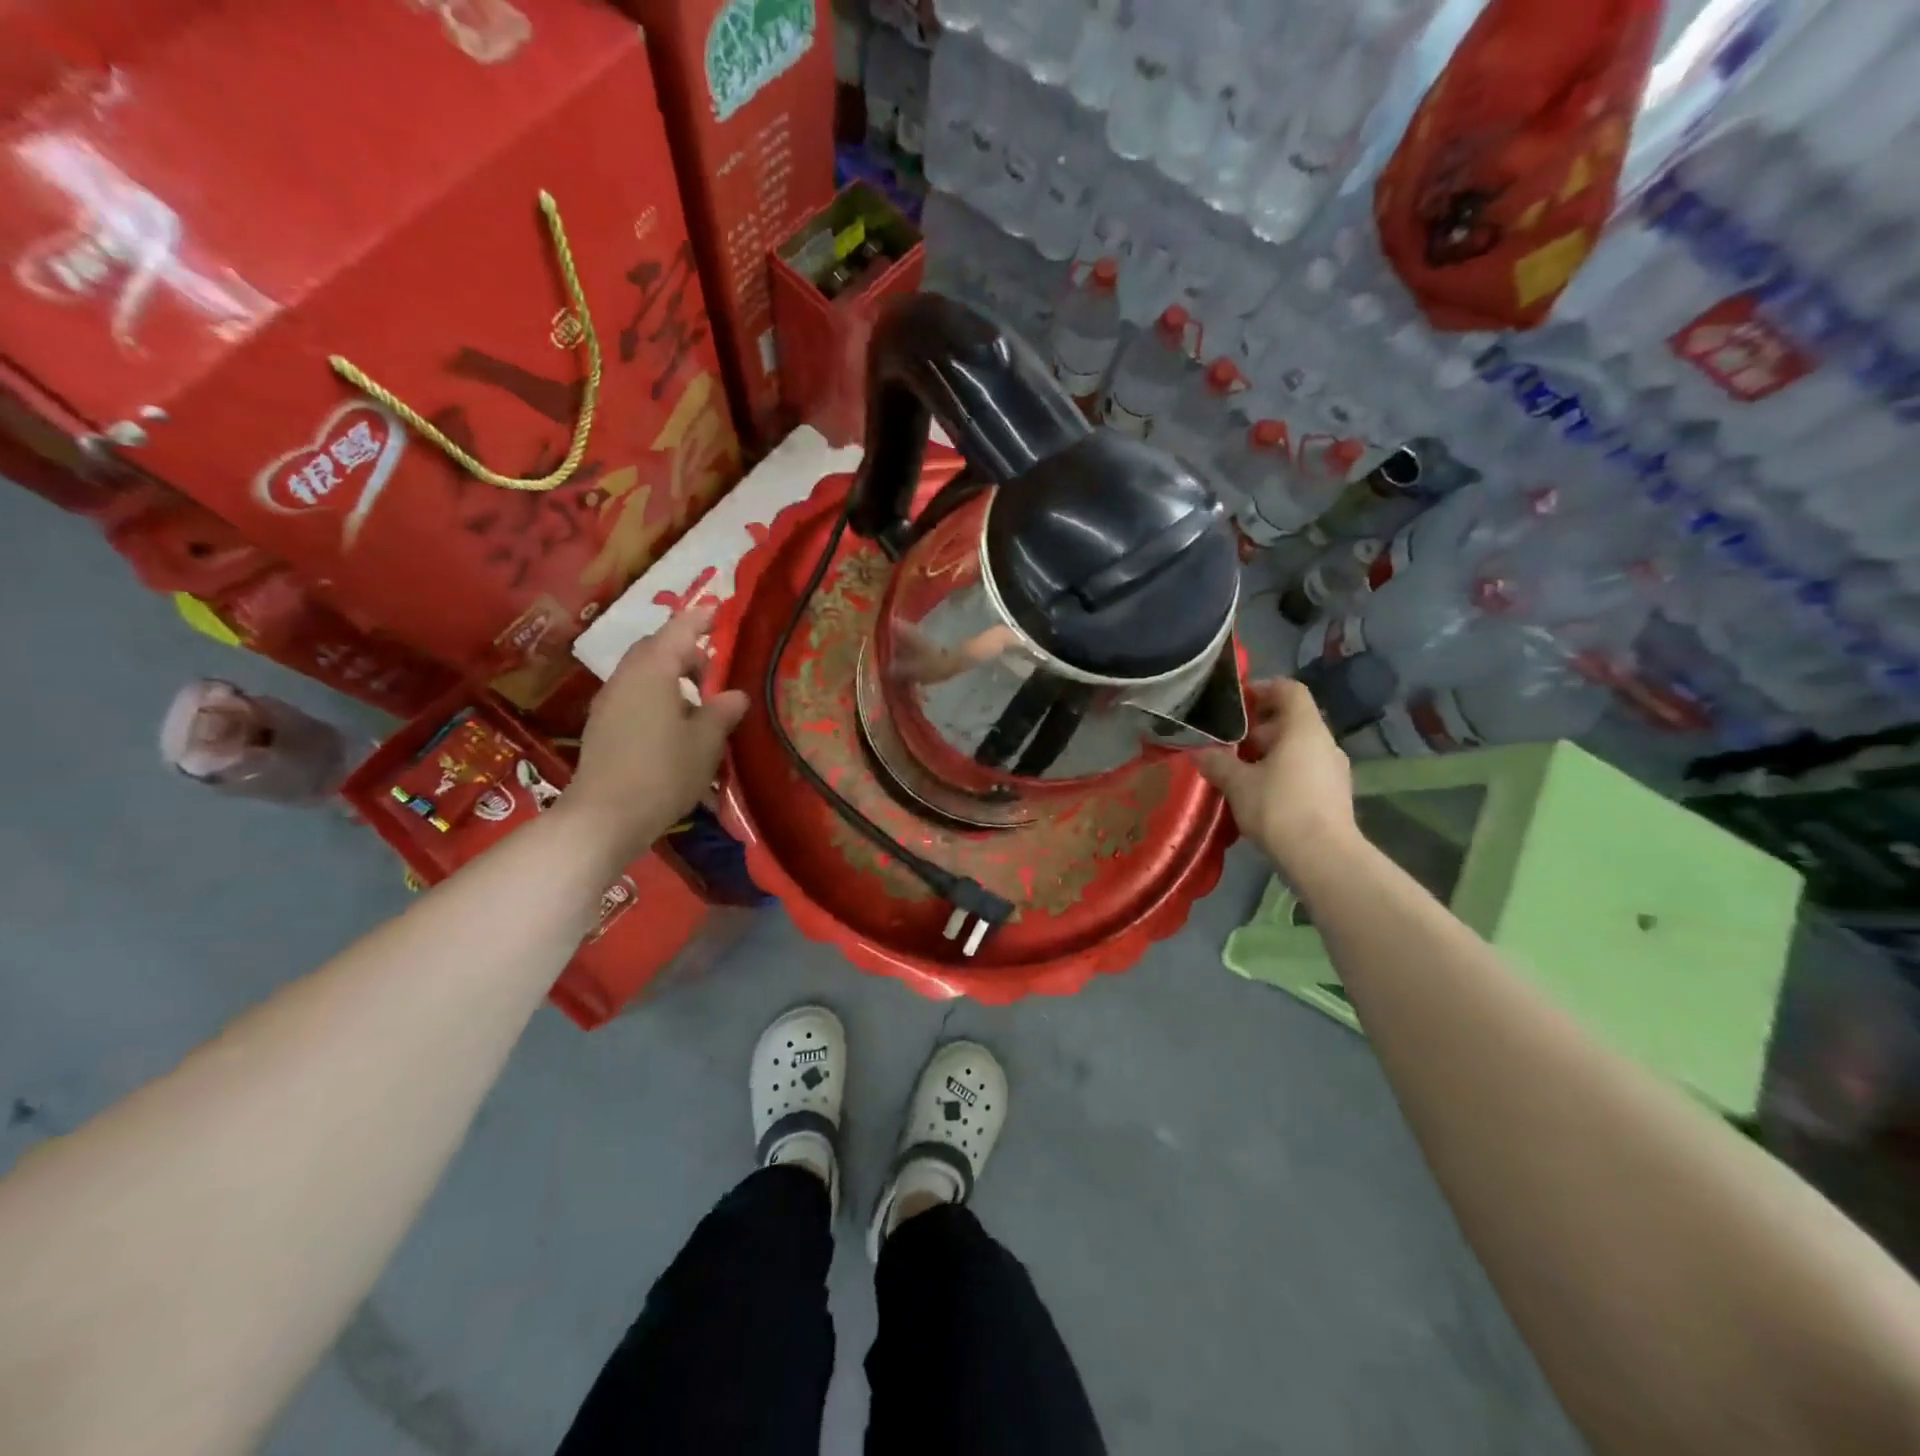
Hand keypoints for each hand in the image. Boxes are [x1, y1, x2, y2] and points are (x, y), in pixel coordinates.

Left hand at [562, 606, 749, 861]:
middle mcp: (626, 677)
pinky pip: (635, 696)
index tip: (719, 608)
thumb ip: (722, 711)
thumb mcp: (705, 742)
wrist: (605, 816)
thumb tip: (735, 694)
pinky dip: (658, 696)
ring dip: (671, 676)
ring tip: (700, 701)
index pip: (679, 630)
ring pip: (644, 673)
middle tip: (715, 669)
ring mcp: (610, 702)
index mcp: (653, 671)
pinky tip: (676, 725)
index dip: (701, 618)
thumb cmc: (663, 772)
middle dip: (686, 651)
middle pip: (656, 649)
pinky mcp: (603, 726)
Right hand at [1198, 677, 1358, 869]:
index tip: (1238, 702)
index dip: (1264, 689)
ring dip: (1269, 754)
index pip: (1289, 690)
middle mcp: (1324, 743)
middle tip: (1228, 744)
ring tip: (1239, 772)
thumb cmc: (1279, 807)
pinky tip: (1260, 795)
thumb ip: (1217, 763)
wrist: (1323, 857)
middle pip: (1291, 721)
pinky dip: (1282, 774)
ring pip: (1298, 749)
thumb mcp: (1237, 783)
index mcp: (1303, 729)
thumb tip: (1198, 753)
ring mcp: (1334, 770)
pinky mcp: (1335, 795)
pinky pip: (1305, 771)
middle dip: (1258, 729)